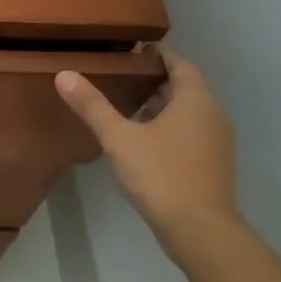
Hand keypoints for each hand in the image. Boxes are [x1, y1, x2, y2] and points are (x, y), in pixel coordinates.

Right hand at [55, 50, 241, 260]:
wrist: (201, 231)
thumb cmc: (161, 174)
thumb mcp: (118, 136)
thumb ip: (92, 105)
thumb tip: (64, 74)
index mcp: (196, 100)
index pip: (180, 63)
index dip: (157, 55)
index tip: (131, 50)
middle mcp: (212, 115)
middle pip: (184, 87)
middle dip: (155, 80)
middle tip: (121, 76)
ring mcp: (216, 142)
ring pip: (187, 112)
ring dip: (161, 106)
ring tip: (126, 107)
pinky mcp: (213, 165)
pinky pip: (190, 133)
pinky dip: (168, 128)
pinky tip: (142, 140)